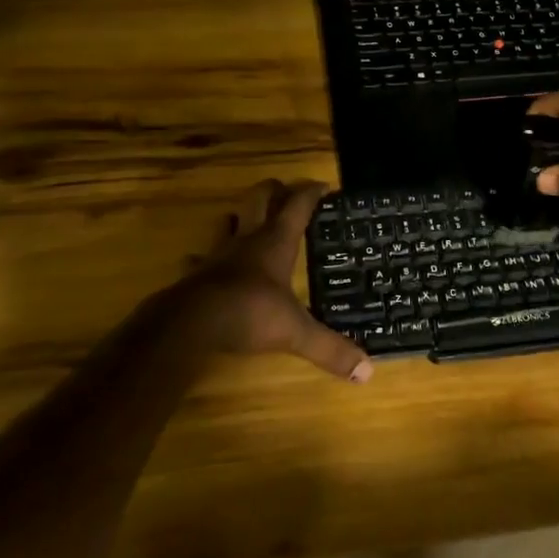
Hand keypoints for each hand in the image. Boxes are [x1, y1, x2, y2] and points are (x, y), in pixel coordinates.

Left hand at [163, 179, 371, 383]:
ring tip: (246, 220)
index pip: (297, 206)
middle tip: (284, 190)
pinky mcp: (195, 273)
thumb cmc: (250, 313)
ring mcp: (217, 254)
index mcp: (276, 244)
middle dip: (273, 190)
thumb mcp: (296, 332)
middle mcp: (247, 240)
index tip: (322, 185)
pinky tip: (205, 263)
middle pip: (258, 198)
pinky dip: (203, 258)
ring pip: (227, 221)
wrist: (191, 322)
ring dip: (238, 217)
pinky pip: (198, 258)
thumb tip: (367, 372)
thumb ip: (330, 349)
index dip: (310, 193)